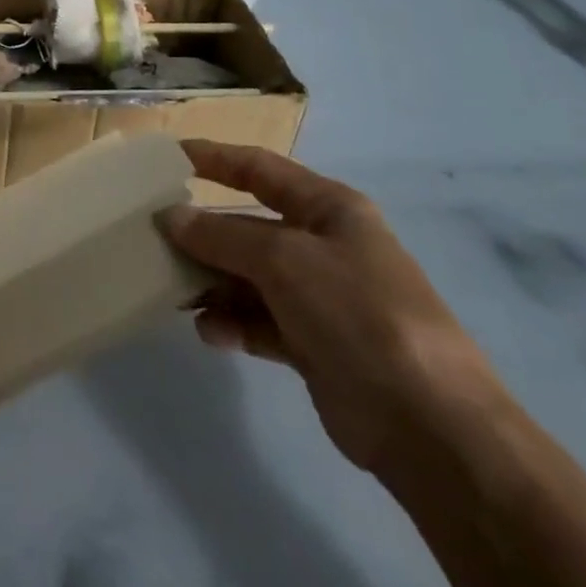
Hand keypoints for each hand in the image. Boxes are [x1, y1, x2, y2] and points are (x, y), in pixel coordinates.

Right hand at [162, 141, 507, 473]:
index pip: (261, 168)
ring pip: (249, 277)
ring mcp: (321, 298)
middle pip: (249, 226)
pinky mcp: (315, 345)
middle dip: (204, 233)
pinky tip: (209, 332)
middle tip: (154, 238)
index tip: (167, 158)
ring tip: (174, 291)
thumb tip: (170, 217)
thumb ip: (221, 236)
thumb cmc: (358, 313)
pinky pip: (260, 321)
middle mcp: (324, 246)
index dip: (215, 159)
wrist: (431, 428)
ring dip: (212, 282)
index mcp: (329, 208)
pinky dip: (232, 323)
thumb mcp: (284, 260)